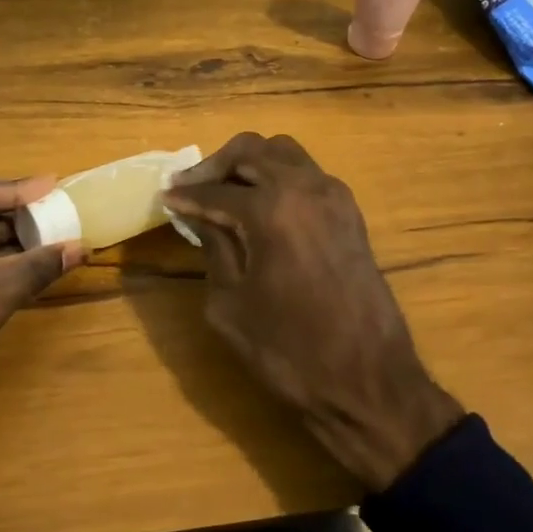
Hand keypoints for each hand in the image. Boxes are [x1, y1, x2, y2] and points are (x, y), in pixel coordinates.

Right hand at [162, 133, 462, 490]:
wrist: (368, 380)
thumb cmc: (289, 351)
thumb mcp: (230, 304)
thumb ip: (213, 248)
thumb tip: (200, 215)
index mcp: (272, 210)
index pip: (216, 190)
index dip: (186, 195)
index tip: (165, 197)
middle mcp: (306, 188)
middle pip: (252, 151)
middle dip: (215, 166)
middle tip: (189, 187)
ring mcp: (334, 197)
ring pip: (283, 153)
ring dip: (249, 163)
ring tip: (223, 190)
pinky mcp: (350, 213)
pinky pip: (307, 174)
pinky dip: (277, 176)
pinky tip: (259, 205)